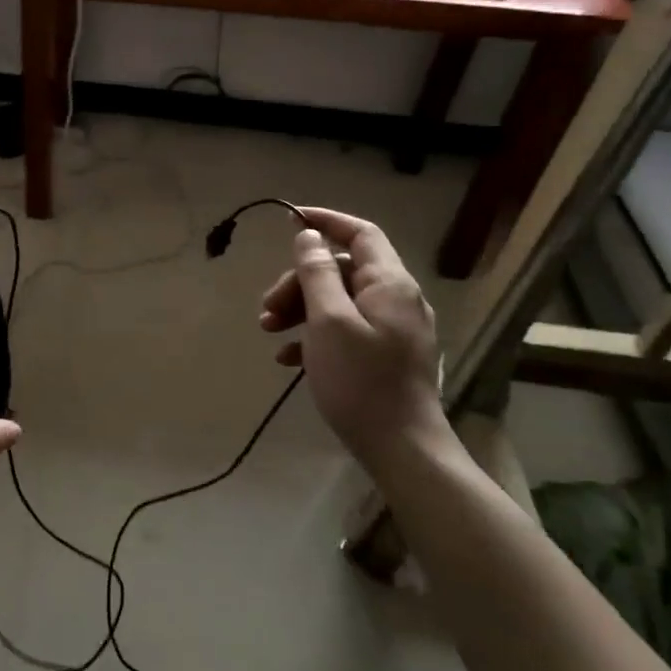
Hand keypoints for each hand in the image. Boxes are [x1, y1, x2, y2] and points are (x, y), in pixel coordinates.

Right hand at [258, 207, 446, 474]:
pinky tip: (289, 360)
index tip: (289, 220)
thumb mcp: (328, 321)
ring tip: (269, 333)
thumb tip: (308, 236)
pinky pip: (346, 330)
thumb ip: (317, 273)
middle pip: (342, 270)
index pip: (360, 233)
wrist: (403, 450)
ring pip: (339, 302)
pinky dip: (315, 336)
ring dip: (301, 310)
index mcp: (389, 283)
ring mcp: (394, 330)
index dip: (326, 221)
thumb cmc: (361, 380)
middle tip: (267, 308)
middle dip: (299, 282)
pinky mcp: (386, 356)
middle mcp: (397, 299)